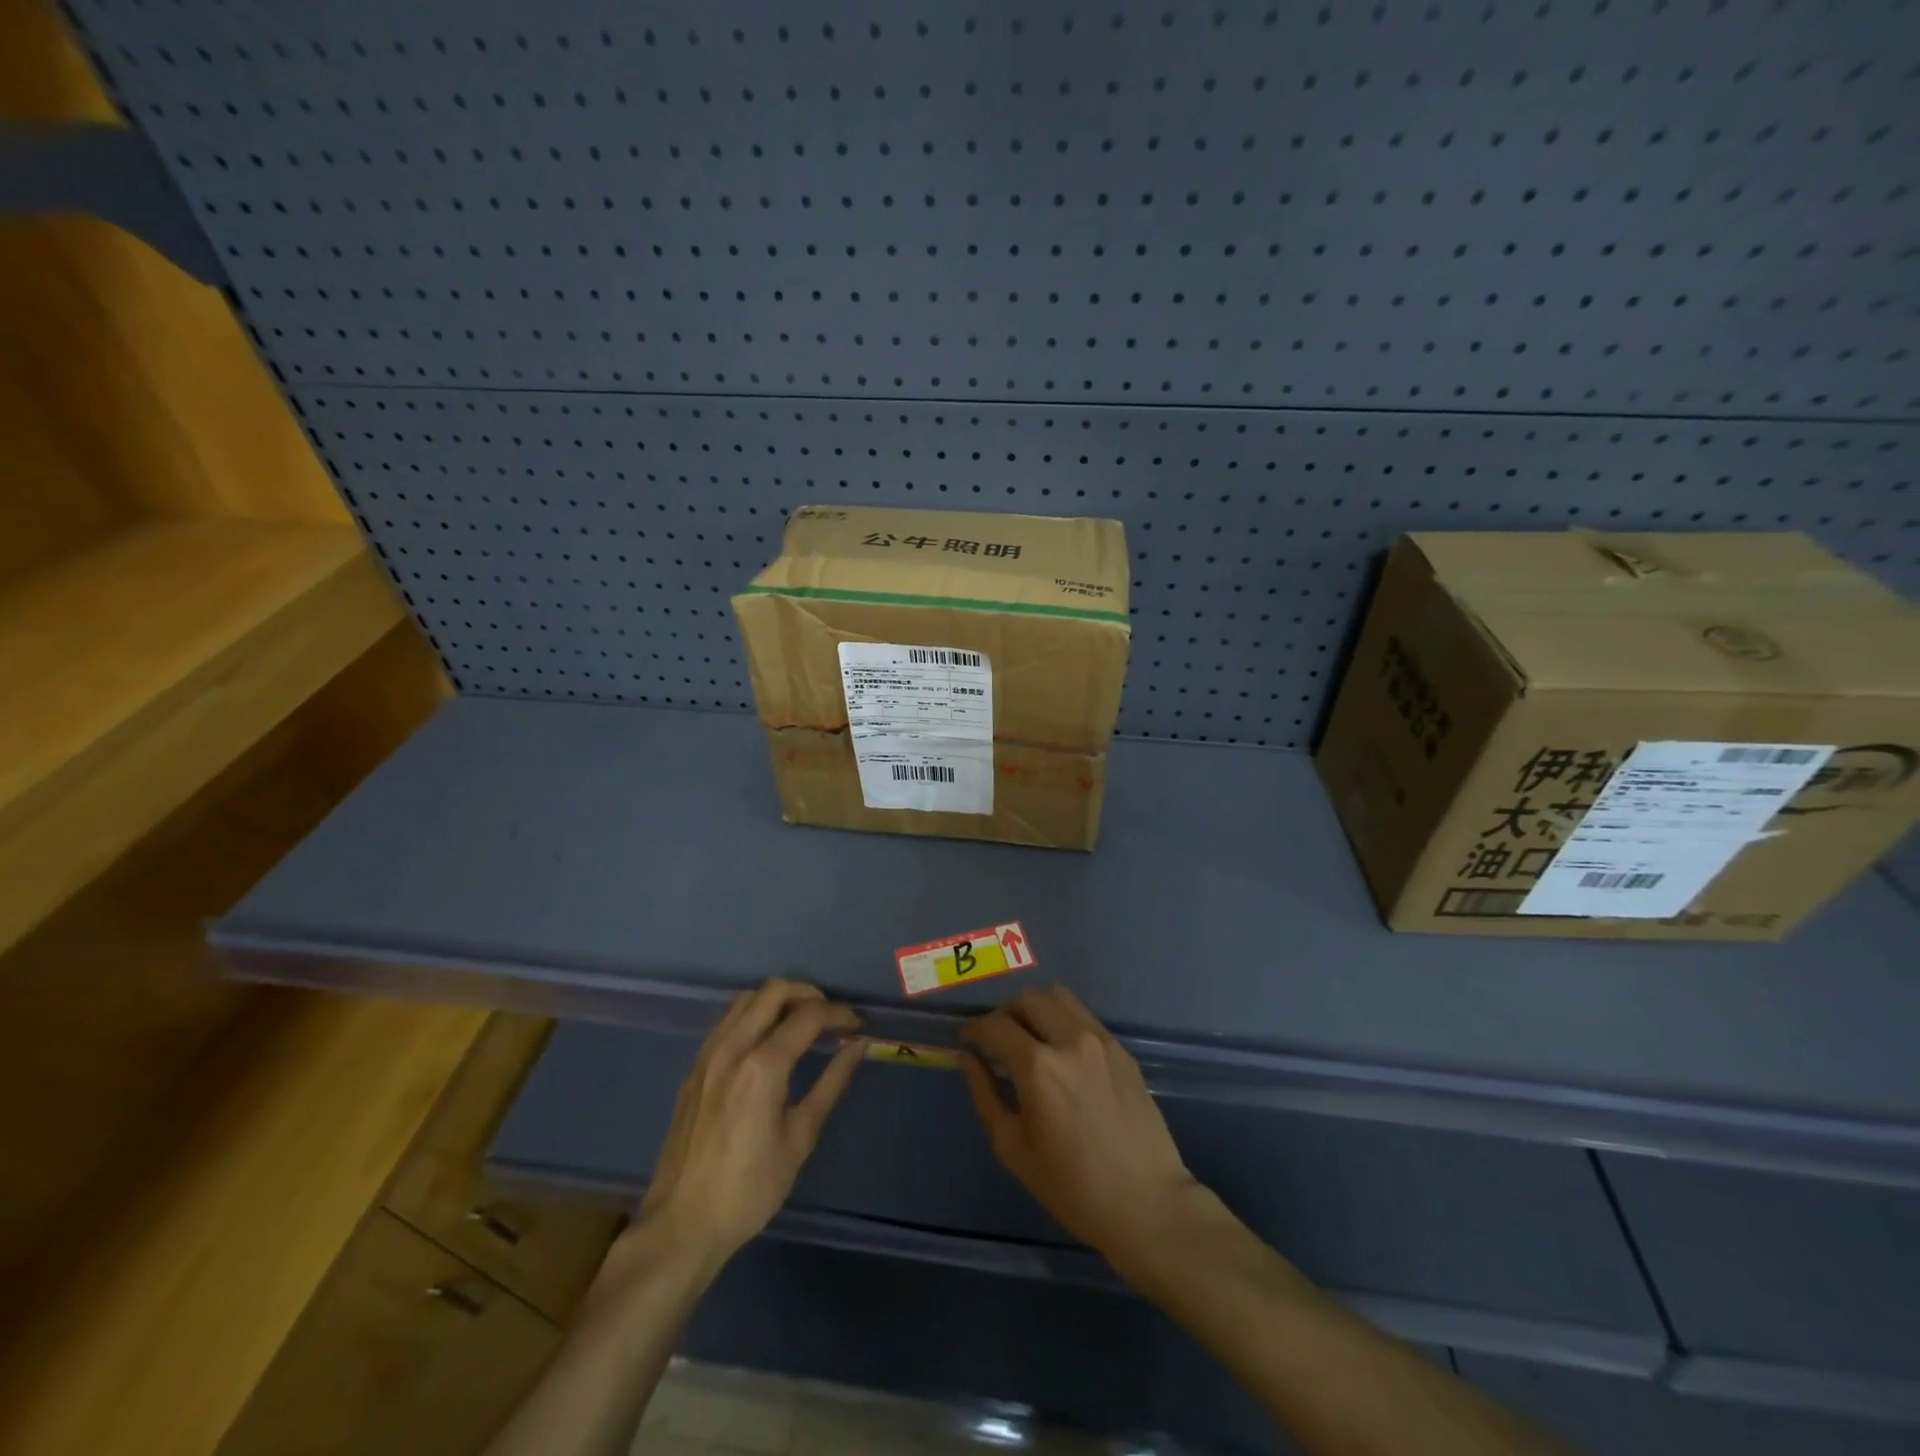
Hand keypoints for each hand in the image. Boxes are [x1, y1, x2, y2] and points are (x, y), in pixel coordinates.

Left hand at [640, 979, 863, 1261]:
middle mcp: (732, 1048)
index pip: (809, 1015)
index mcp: (762, 1066)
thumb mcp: (800, 1137)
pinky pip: (728, 1020)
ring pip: (747, 998)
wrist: (682, 1225)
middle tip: (830, 1017)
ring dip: (779, 1000)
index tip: (857, 1026)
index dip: (839, 1014)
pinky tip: (769, 1042)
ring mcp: (707, 1054)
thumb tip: (858, 1046)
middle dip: (809, 994)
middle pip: (775, 990)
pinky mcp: (694, 1067)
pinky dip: (755, 1015)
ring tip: (802, 1024)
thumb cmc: (750, 1189)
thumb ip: (831, 1083)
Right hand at [960, 986, 1202, 1265]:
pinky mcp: (1122, 1049)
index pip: (996, 1026)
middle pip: (1027, 999)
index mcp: (1038, 1067)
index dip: (975, 1028)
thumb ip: (985, 1095)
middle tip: (997, 1040)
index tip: (967, 1038)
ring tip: (1029, 1038)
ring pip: (1058, 997)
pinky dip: (1063, 1022)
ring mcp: (1101, 1040)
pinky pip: (1084, 1016)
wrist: (1147, 1204)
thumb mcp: (1014, 1148)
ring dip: (1036, 1009)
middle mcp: (1070, 1040)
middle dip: (1004, 1014)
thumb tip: (968, 1058)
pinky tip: (1062, 1054)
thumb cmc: (1073, 1187)